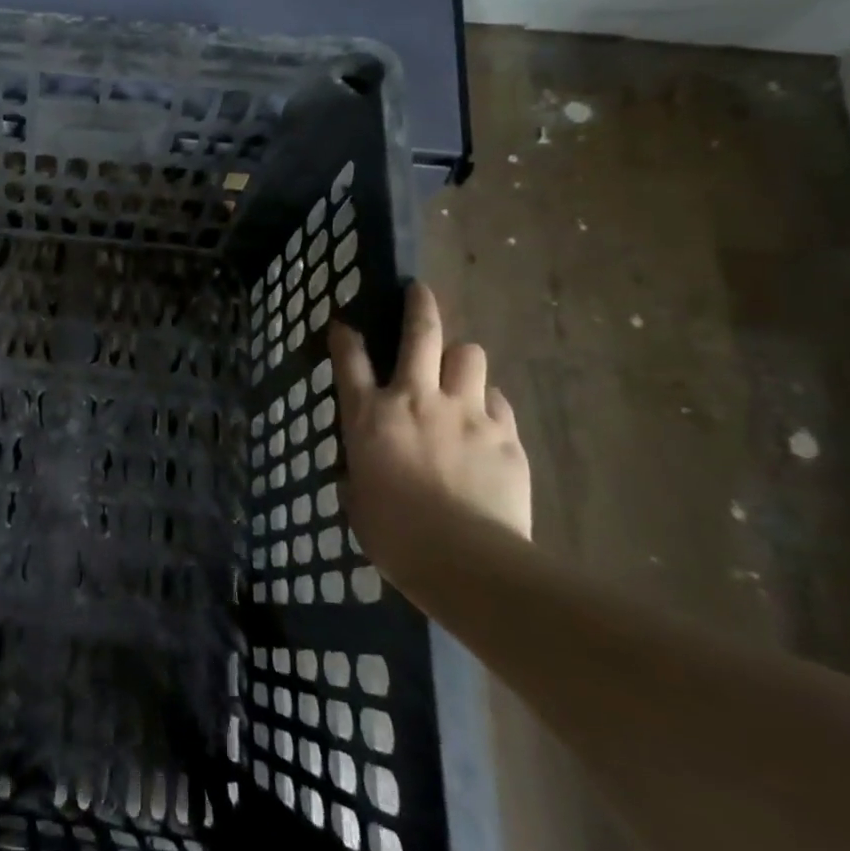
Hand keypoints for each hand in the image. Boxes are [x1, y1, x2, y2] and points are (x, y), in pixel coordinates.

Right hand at [330, 282, 530, 573]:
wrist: (465, 559)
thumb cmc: (394, 534)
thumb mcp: (358, 497)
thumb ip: (361, 468)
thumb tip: (365, 467)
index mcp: (370, 415)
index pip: (349, 359)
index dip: (345, 336)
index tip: (343, 324)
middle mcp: (416, 399)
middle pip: (421, 334)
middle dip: (419, 305)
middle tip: (418, 292)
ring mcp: (466, 413)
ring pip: (470, 356)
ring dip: (460, 359)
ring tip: (457, 373)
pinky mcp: (506, 435)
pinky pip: (497, 401)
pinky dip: (486, 403)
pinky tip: (483, 420)